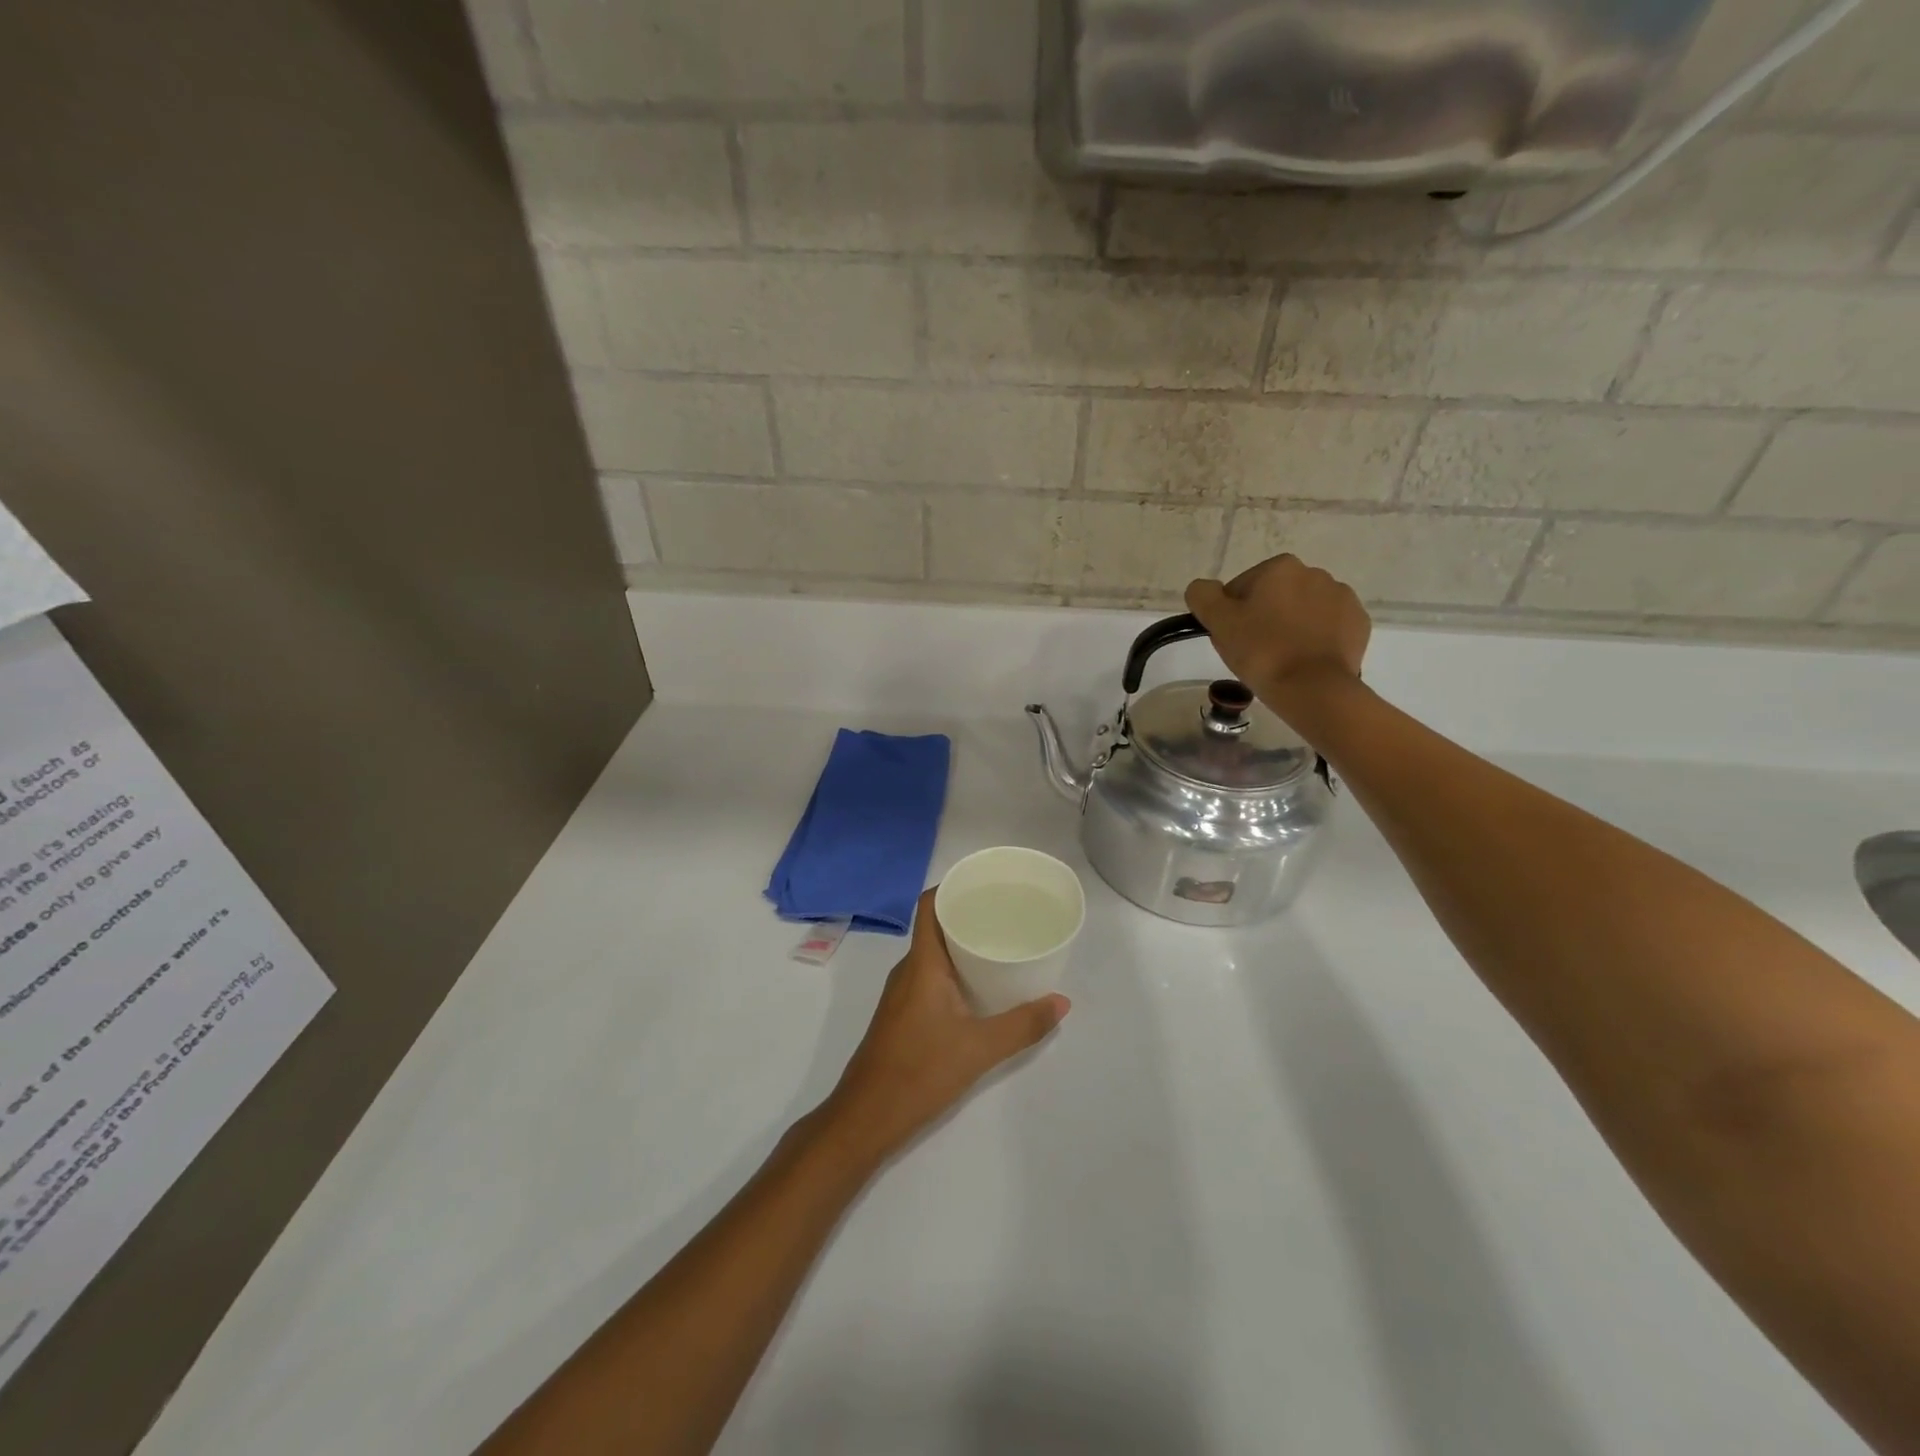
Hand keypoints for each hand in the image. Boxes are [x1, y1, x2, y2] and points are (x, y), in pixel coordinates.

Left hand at [822, 889, 1067, 1165]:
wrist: (865, 1118)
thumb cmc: (919, 1071)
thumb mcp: (979, 1049)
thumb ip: (1023, 1025)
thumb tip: (1062, 1002)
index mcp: (922, 964)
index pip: (929, 905)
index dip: (953, 886)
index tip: (986, 883)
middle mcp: (908, 970)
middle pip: (936, 927)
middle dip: (969, 916)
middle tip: (1008, 914)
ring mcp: (902, 994)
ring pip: (934, 954)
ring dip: (963, 946)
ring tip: (1001, 945)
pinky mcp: (903, 1015)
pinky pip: (930, 977)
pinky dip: (955, 971)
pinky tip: (980, 988)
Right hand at [1185, 554, 1370, 706]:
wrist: (1313, 688)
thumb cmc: (1261, 651)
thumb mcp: (1218, 622)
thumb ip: (1203, 596)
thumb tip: (1203, 588)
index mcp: (1280, 567)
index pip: (1242, 588)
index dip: (1232, 614)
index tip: (1233, 638)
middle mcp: (1315, 573)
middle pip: (1275, 596)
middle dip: (1264, 617)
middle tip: (1254, 651)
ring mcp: (1342, 598)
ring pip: (1303, 611)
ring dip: (1291, 627)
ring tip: (1281, 659)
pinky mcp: (1359, 624)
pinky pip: (1328, 627)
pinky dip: (1316, 639)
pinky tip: (1305, 660)